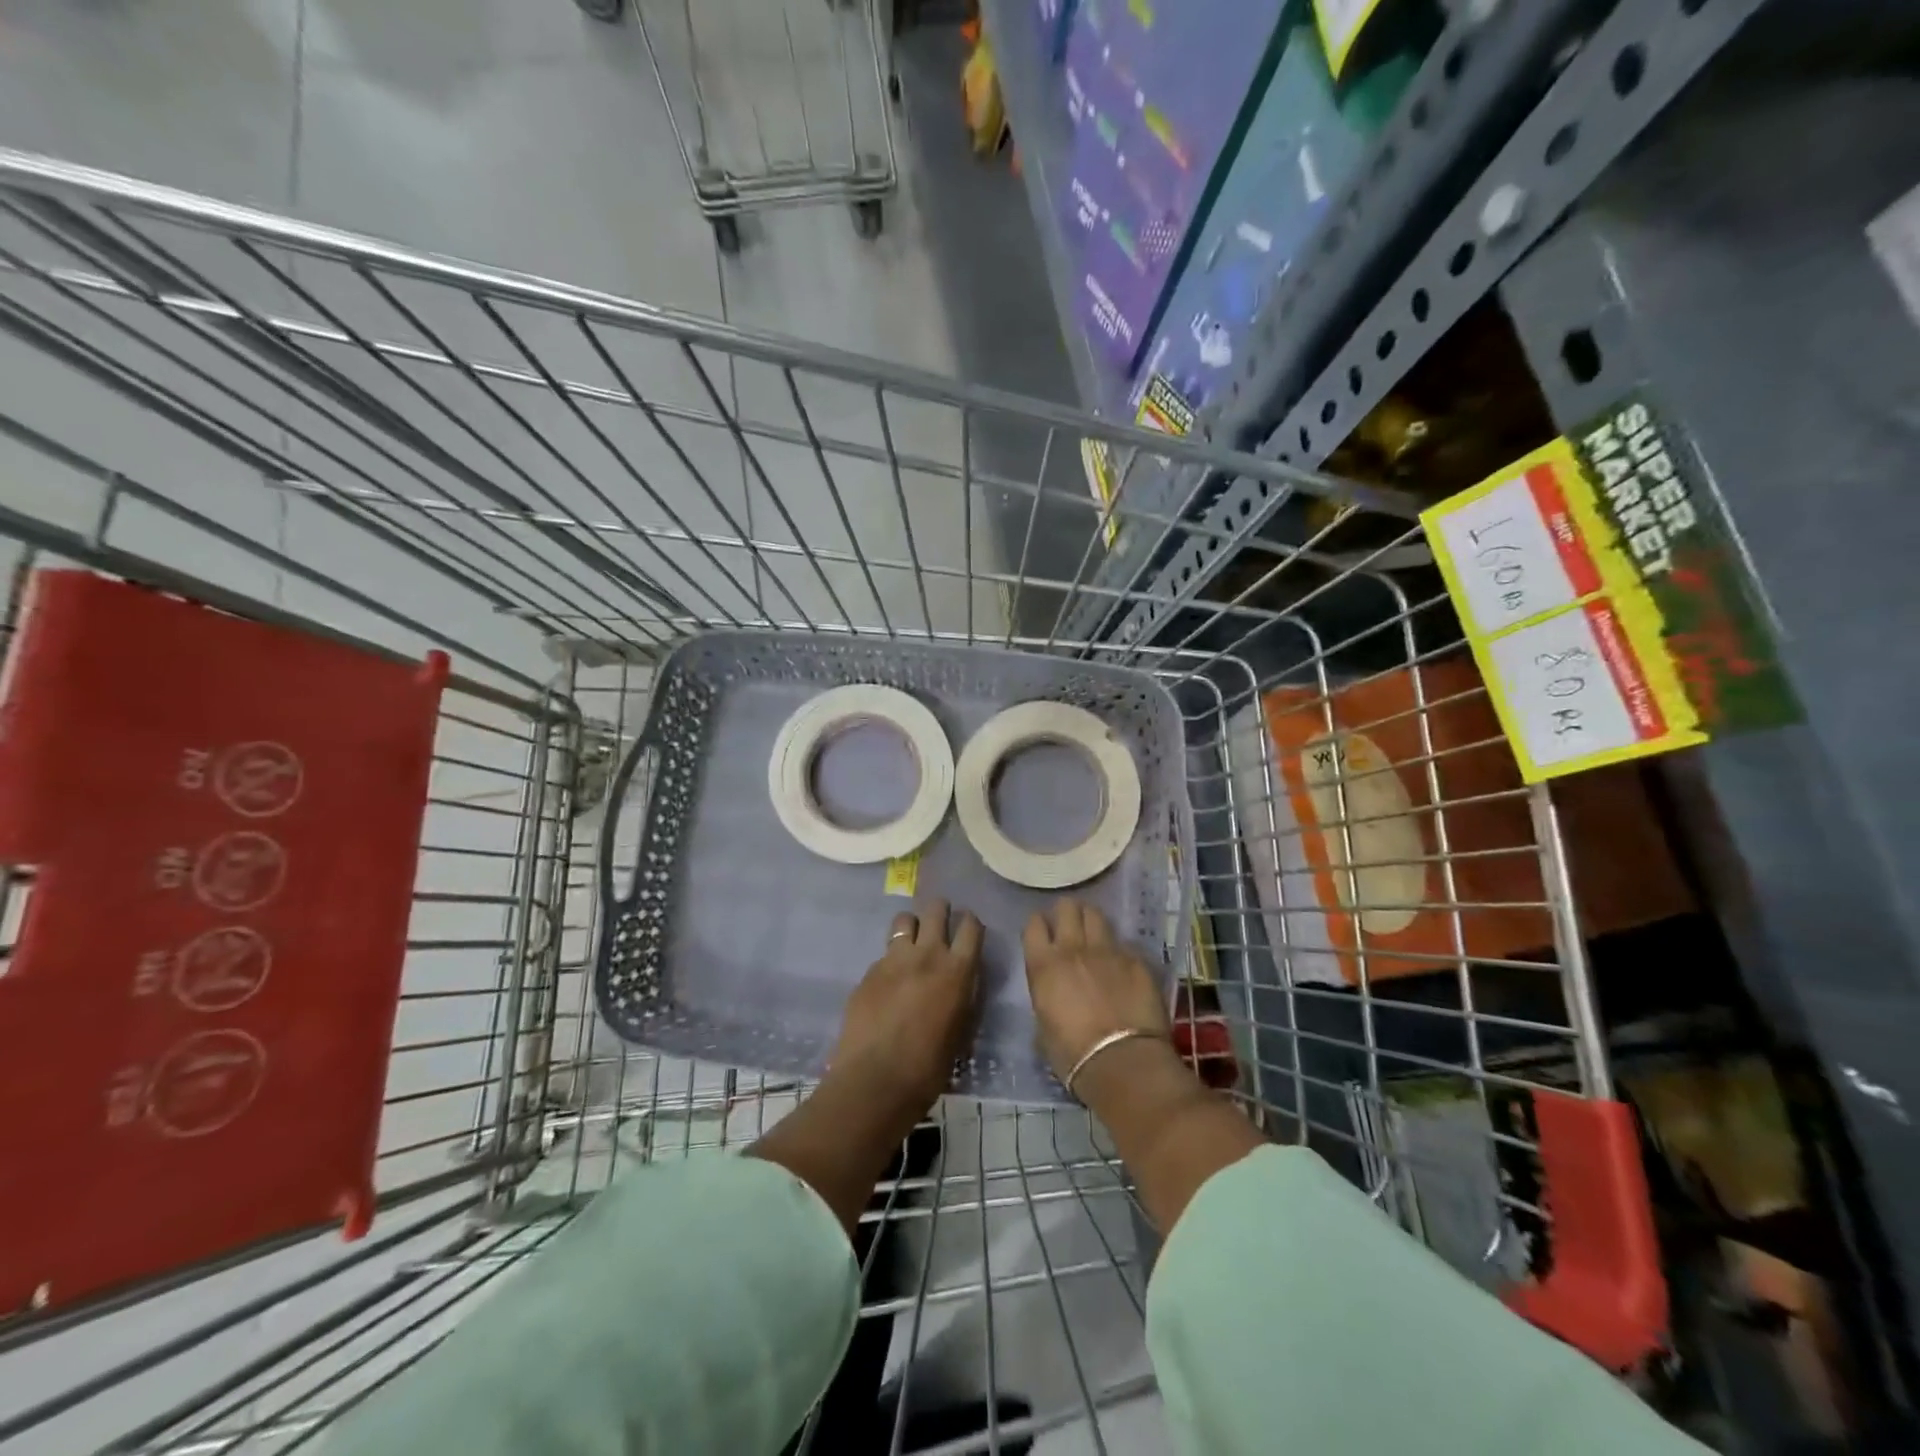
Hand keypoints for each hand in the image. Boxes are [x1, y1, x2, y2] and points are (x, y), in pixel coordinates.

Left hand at [830, 898, 982, 1114]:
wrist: (876, 1080)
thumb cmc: (929, 1067)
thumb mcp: (962, 1030)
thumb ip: (963, 996)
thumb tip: (962, 982)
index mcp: (957, 970)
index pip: (971, 926)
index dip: (971, 923)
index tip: (969, 930)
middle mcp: (927, 954)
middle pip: (935, 909)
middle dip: (940, 910)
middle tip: (940, 923)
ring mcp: (893, 960)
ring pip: (904, 920)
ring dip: (912, 926)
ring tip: (912, 943)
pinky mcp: (869, 971)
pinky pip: (884, 953)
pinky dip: (890, 960)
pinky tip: (888, 983)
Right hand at [1022, 898, 1170, 1086]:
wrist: (1123, 1062)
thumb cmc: (1073, 1055)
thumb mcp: (1043, 1028)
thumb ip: (1046, 1000)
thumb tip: (1053, 997)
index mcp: (1044, 966)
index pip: (1034, 925)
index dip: (1039, 925)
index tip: (1043, 933)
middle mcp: (1073, 949)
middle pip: (1067, 908)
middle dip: (1066, 913)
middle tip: (1069, 926)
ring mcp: (1108, 950)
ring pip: (1096, 915)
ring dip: (1091, 921)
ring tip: (1094, 934)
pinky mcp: (1136, 960)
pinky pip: (1124, 943)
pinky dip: (1120, 949)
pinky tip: (1122, 964)